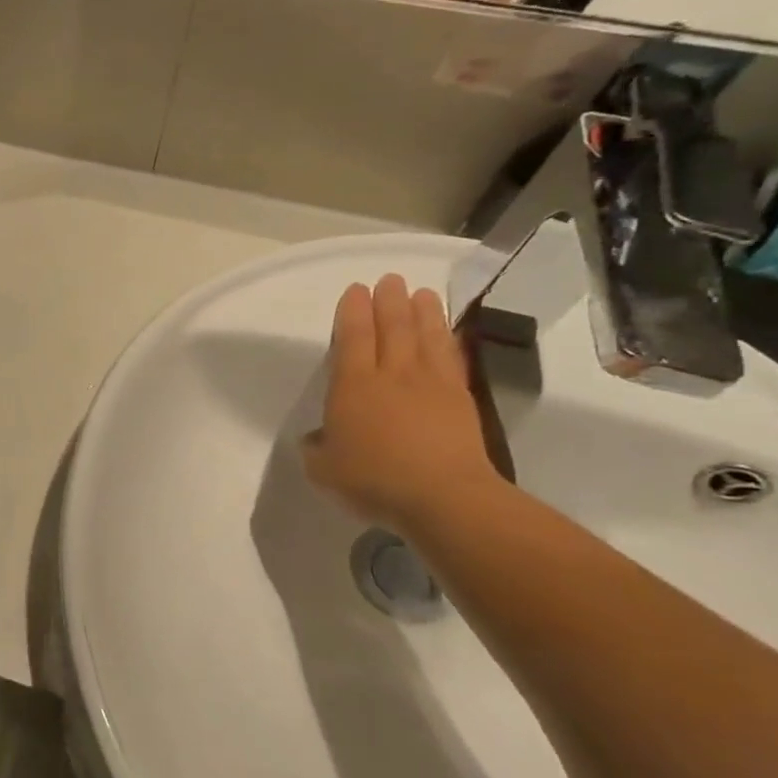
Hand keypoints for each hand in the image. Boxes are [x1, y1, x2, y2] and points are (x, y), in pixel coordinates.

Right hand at [302, 275, 502, 534]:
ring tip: (420, 292)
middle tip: (389, 280)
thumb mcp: (323, 469)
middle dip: (388, 301)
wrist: (443, 497)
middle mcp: (391, 375)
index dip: (352, 311)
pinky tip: (449, 331)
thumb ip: (317, 448)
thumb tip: (319, 437)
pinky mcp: (460, 399)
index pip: (352, 338)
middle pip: (391, 328)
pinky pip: (453, 359)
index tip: (355, 290)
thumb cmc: (373, 480)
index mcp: (352, 386)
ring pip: (425, 337)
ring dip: (422, 312)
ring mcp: (430, 384)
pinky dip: (450, 340)